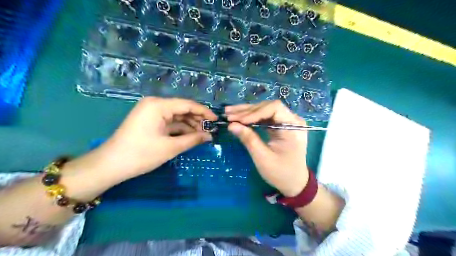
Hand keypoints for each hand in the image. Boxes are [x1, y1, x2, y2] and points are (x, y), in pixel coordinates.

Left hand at [93, 97, 215, 180]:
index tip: (216, 120)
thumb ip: (193, 139)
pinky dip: (180, 129)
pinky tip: (190, 135)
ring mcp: (151, 112)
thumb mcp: (171, 147)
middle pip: (182, 109)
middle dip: (197, 120)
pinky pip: (169, 122)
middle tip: (210, 130)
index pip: (187, 105)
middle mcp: (155, 104)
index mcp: (158, 105)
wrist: (111, 165)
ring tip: (203, 135)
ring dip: (190, 125)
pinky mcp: (149, 120)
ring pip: (176, 116)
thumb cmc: (141, 155)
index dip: (204, 112)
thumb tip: (210, 136)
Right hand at [225, 100, 307, 195]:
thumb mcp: (263, 158)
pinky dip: (251, 118)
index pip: (274, 108)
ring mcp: (287, 121)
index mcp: (293, 127)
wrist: (294, 182)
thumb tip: (231, 125)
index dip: (255, 112)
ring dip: (246, 112)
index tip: (239, 120)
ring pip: (265, 110)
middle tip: (228, 114)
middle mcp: (292, 120)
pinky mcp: (281, 125)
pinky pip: (265, 117)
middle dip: (247, 111)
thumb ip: (248, 139)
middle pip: (268, 107)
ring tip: (229, 113)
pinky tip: (239, 118)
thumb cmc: (280, 172)